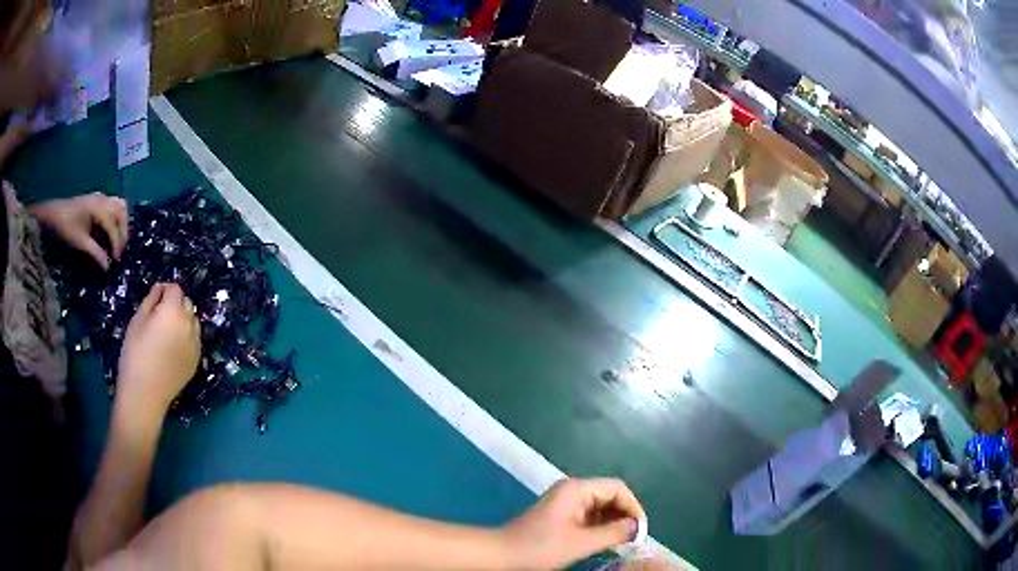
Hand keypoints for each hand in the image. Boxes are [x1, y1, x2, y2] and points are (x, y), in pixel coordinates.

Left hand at [30, 193, 127, 269]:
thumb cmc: (66, 227)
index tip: (116, 261)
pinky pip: (113, 204)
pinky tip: (111, 228)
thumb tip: (107, 267)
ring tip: (118, 239)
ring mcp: (100, 197)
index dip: (116, 244)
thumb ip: (95, 253)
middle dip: (123, 232)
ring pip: (120, 206)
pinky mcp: (97, 199)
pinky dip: (116, 216)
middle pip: (121, 213)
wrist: (54, 213)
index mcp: (98, 208)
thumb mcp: (79, 242)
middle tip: (119, 250)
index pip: (113, 226)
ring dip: (122, 222)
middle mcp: (103, 200)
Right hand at [117, 284, 200, 420]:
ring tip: (166, 331)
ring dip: (183, 319)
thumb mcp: (137, 321)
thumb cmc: (135, 355)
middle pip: (187, 303)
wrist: (145, 395)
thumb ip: (151, 301)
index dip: (165, 290)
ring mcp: (196, 344)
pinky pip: (194, 340)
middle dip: (175, 303)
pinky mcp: (197, 361)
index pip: (176, 289)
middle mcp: (190, 325)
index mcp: (174, 312)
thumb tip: (159, 290)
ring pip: (193, 321)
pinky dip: (186, 336)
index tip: (155, 297)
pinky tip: (172, 347)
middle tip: (159, 314)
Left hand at [501, 478, 645, 569]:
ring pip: (600, 506)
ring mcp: (565, 502)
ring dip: (613, 521)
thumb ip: (614, 532)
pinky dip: (601, 526)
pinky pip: (589, 515)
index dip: (633, 507)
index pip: (617, 488)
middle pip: (610, 495)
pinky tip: (606, 540)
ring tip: (623, 541)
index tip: (641, 530)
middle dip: (624, 514)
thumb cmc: (541, 547)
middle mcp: (572, 490)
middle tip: (634, 537)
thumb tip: (637, 527)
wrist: (503, 555)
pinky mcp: (560, 515)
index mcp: (577, 489)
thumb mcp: (582, 542)